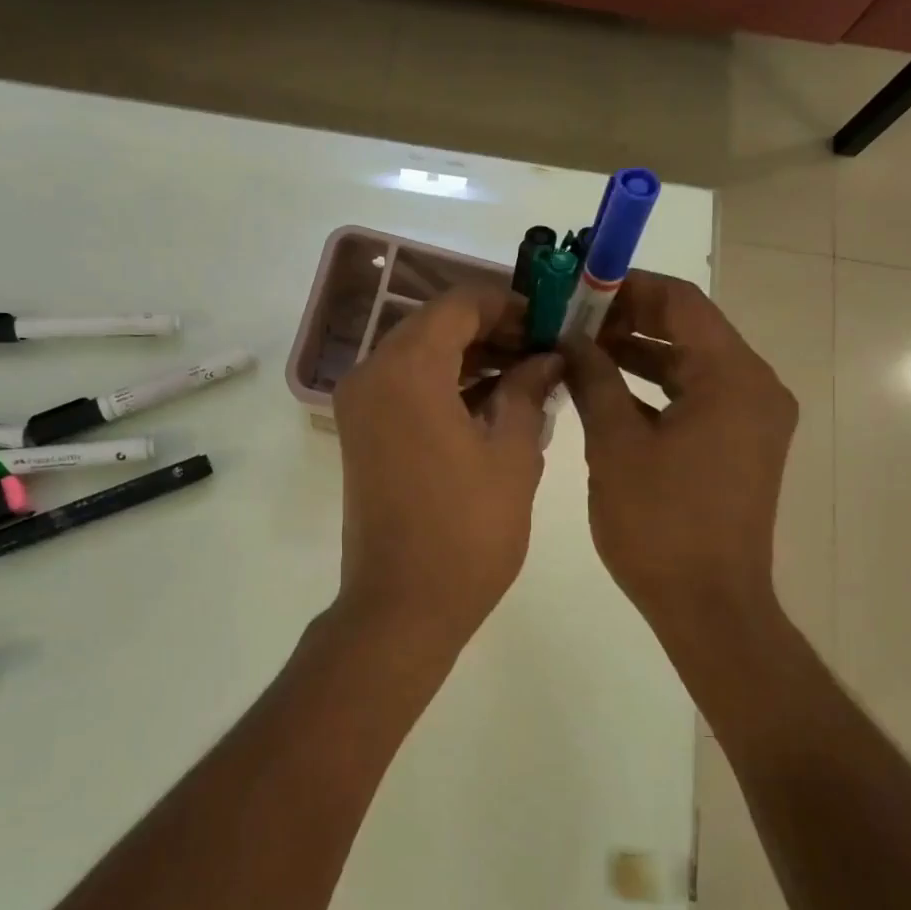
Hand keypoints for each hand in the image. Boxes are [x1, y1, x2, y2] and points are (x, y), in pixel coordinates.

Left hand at [332, 285, 561, 664]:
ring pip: (418, 356)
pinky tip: (491, 403)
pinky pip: (404, 388)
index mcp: (407, 369)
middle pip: (434, 326)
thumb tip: (547, 358)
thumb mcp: (512, 455)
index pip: (459, 304)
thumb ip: (529, 391)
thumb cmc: (466, 531)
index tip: (551, 322)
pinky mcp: (360, 434)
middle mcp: (371, 374)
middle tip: (544, 350)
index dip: (509, 304)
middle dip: (492, 330)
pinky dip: (444, 385)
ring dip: (469, 358)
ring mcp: (359, 406)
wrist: (402, 605)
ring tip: (527, 376)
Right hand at [562, 271, 796, 638]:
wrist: (708, 605)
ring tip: (579, 349)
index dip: (628, 287)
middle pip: (688, 330)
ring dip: (638, 354)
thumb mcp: (615, 445)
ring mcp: (750, 419)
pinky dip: (654, 388)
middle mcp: (754, 387)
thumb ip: (594, 380)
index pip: (681, 302)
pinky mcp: (738, 446)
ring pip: (689, 364)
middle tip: (570, 319)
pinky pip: (694, 397)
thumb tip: (571, 339)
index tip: (578, 287)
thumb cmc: (660, 523)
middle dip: (628, 320)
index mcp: (733, 378)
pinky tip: (606, 390)